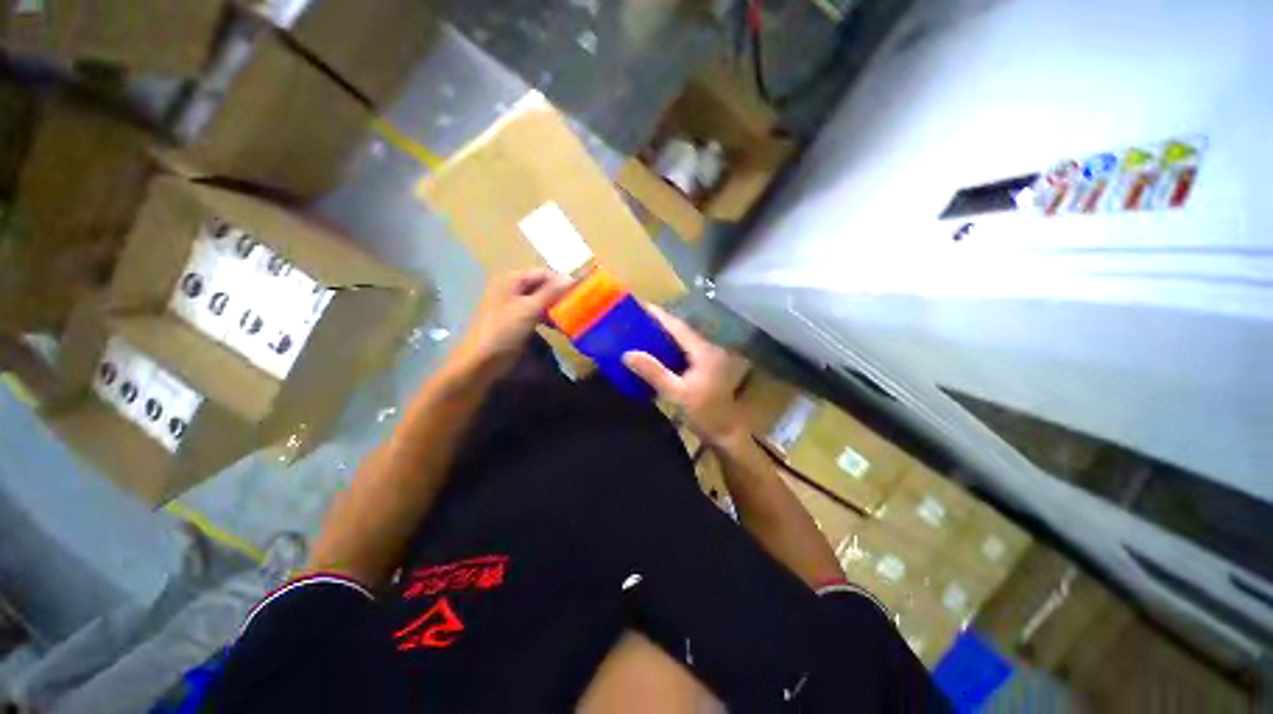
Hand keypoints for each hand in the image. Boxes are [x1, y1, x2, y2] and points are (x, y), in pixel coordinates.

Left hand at [449, 269, 572, 378]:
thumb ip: (550, 293)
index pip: (544, 273)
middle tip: (578, 308)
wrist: (478, 364)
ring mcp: (511, 307)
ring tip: (571, 319)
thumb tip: (571, 278)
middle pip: (542, 286)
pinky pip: (535, 315)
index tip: (581, 294)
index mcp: (511, 280)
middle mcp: (510, 289)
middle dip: (560, 296)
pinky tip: (558, 329)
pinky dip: (547, 319)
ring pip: (540, 302)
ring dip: (555, 309)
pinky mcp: (513, 323)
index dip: (562, 281)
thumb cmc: (503, 332)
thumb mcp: (529, 310)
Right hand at [623, 306, 749, 447]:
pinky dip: (670, 349)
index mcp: (703, 352)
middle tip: (637, 319)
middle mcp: (708, 349)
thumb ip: (654, 372)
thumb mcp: (677, 393)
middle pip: (681, 331)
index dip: (660, 316)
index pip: (679, 327)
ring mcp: (709, 358)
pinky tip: (656, 352)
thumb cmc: (704, 413)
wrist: (727, 432)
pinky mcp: (706, 367)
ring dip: (665, 336)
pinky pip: (685, 351)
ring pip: (683, 341)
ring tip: (642, 332)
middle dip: (660, 324)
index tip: (642, 306)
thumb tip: (628, 354)